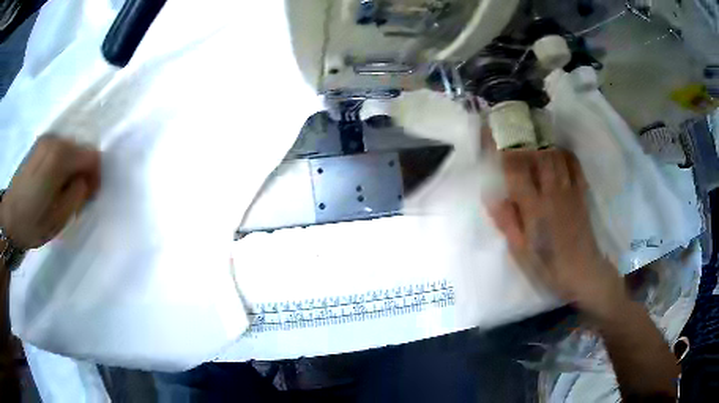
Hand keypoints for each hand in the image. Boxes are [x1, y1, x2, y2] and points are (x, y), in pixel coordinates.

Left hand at [0, 135, 100, 249]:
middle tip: (78, 197)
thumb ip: (78, 195)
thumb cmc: (32, 223)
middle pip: (81, 149)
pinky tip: (53, 183)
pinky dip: (62, 165)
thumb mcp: (60, 218)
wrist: (9, 219)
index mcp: (60, 157)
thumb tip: (85, 181)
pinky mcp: (38, 146)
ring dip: (72, 169)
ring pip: (69, 149)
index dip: (96, 176)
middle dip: (83, 172)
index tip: (90, 197)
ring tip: (64, 192)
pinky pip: (58, 150)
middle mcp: (54, 141)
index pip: (92, 155)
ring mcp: (45, 141)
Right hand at [487, 148, 625, 317]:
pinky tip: (556, 150)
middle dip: (520, 134)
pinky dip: (563, 152)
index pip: (515, 168)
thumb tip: (492, 195)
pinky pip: (573, 164)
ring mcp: (569, 190)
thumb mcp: (521, 252)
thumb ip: (507, 222)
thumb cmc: (548, 267)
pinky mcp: (581, 192)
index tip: (490, 131)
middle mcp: (551, 192)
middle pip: (536, 153)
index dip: (501, 146)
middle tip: (508, 123)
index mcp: (534, 208)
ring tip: (530, 132)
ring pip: (554, 154)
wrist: (583, 272)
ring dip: (541, 140)